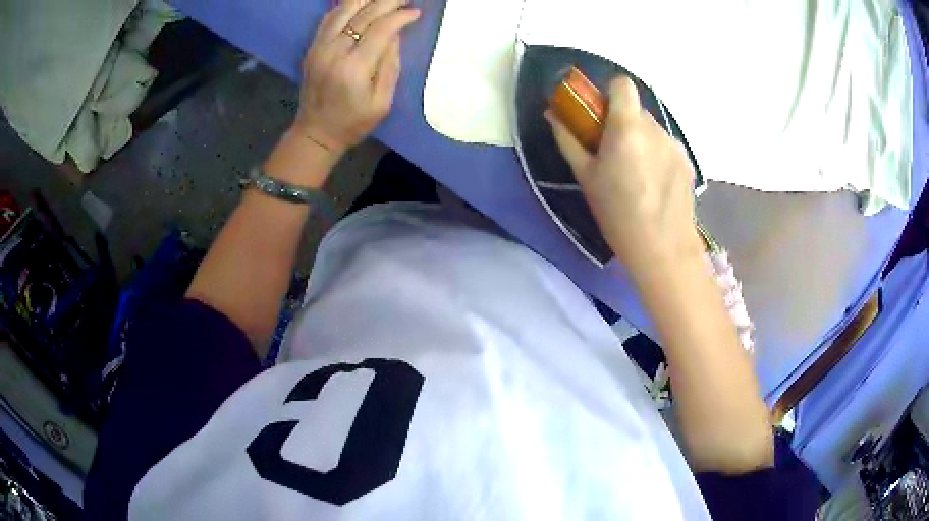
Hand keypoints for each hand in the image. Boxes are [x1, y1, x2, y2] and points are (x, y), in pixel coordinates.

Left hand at [293, 0, 420, 156]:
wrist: (315, 133)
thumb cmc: (353, 122)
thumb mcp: (381, 103)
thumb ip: (390, 66)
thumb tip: (395, 35)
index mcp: (354, 68)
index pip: (380, 29)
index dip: (400, 17)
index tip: (416, 12)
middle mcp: (334, 52)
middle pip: (363, 14)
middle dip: (388, 2)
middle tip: (405, 0)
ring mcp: (319, 48)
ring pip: (344, 10)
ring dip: (366, 0)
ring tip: (384, 0)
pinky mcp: (312, 48)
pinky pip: (329, 18)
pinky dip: (346, 7)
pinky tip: (361, 4)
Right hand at [546, 76, 701, 274]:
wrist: (663, 248)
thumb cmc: (617, 213)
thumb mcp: (585, 177)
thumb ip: (569, 139)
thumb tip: (553, 115)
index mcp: (626, 126)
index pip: (622, 84)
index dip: (609, 93)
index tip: (600, 115)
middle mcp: (654, 128)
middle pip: (636, 109)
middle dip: (622, 122)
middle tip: (612, 152)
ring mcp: (674, 144)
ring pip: (652, 129)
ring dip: (640, 140)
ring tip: (635, 174)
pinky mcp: (687, 161)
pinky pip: (666, 146)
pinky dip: (656, 155)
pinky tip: (653, 185)